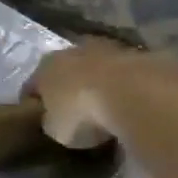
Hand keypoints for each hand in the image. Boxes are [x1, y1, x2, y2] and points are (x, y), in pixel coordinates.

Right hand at [23, 38, 166, 148]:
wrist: (135, 95)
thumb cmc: (82, 113)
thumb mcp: (55, 128)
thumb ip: (51, 120)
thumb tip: (56, 120)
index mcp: (46, 66)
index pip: (33, 84)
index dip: (34, 102)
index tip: (38, 117)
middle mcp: (75, 50)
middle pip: (67, 69)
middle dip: (69, 86)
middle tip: (73, 109)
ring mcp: (112, 49)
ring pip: (99, 67)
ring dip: (100, 83)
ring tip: (105, 107)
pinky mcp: (144, 56)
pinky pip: (128, 75)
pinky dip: (126, 87)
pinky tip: (130, 104)